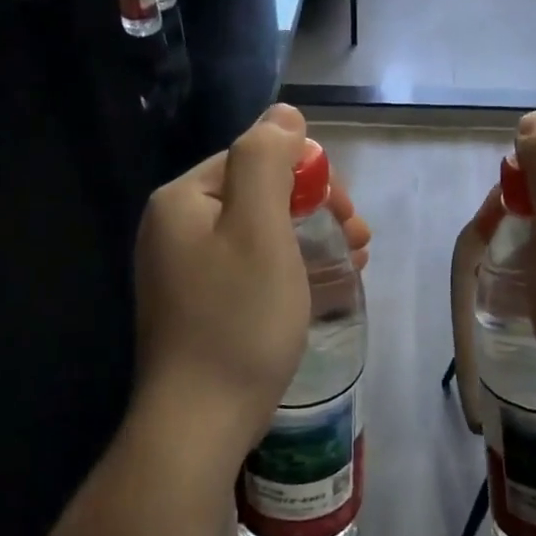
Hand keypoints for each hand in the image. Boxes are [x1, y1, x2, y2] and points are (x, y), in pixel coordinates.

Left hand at [131, 105, 370, 475]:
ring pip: (259, 233)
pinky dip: (288, 267)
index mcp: (183, 200)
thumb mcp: (258, 228)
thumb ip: (266, 159)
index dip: (310, 177)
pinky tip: (321, 286)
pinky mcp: (197, 305)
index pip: (256, 159)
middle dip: (315, 209)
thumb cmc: (238, 319)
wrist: (198, 422)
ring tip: (356, 262)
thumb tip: (283, 113)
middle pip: (258, 194)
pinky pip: (250, 267)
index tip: (348, 215)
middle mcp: (174, 227)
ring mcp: (182, 270)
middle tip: (360, 240)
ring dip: (310, 238)